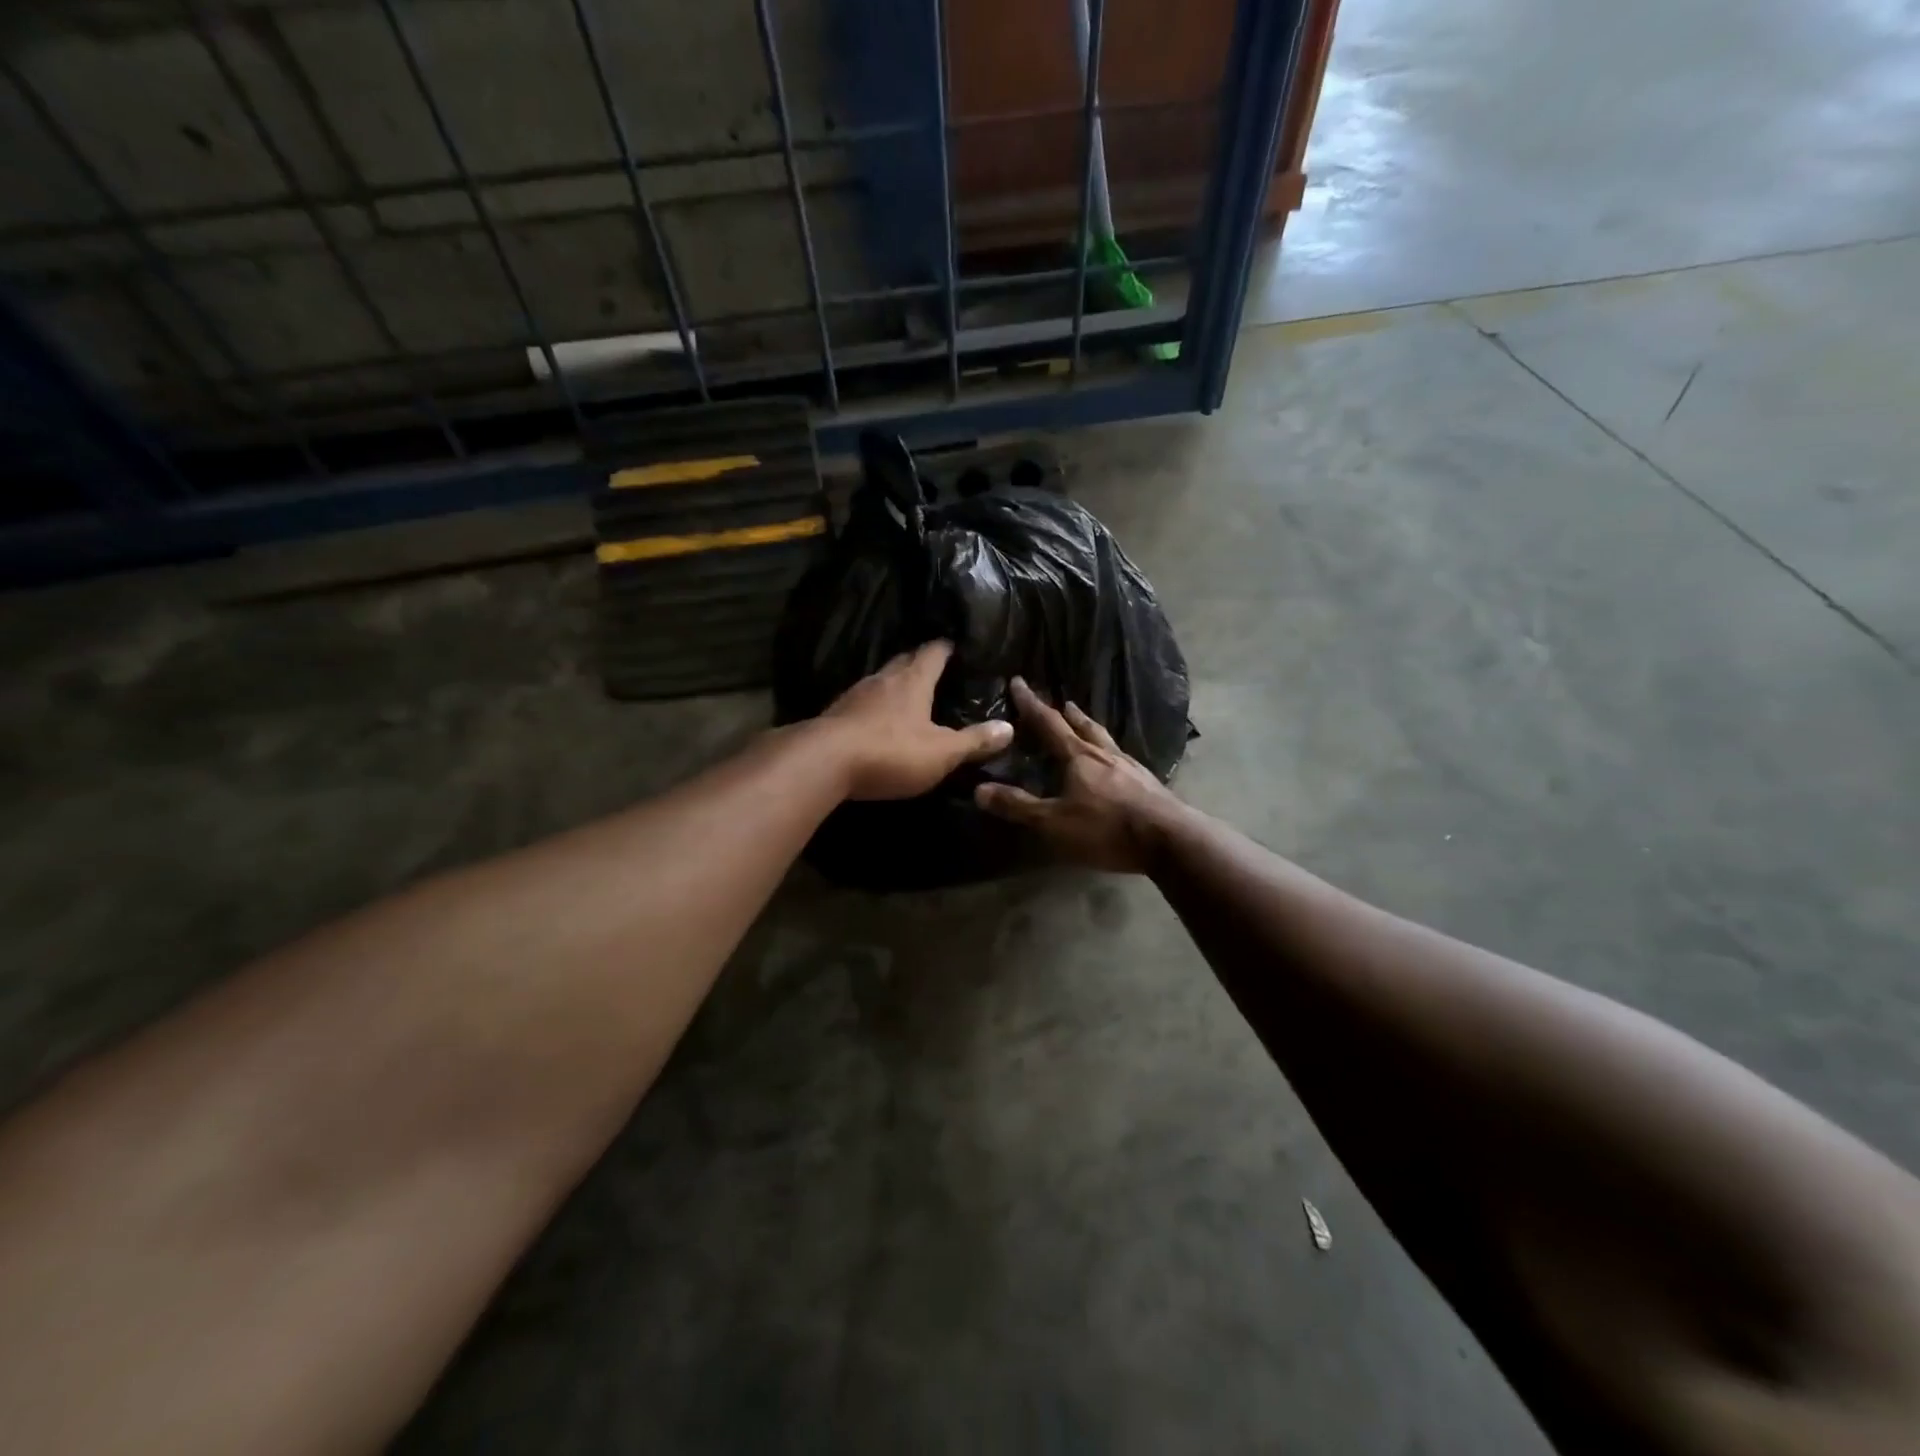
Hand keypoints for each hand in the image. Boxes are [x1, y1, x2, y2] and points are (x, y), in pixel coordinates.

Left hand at [819, 640, 1013, 800]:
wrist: (822, 762)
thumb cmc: (891, 751)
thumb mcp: (942, 752)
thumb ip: (974, 741)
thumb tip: (1009, 727)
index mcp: (913, 679)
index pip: (934, 651)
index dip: (948, 647)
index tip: (959, 646)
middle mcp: (883, 678)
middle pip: (905, 661)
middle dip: (921, 662)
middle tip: (939, 670)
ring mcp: (855, 695)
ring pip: (882, 681)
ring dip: (896, 684)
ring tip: (912, 695)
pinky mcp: (836, 715)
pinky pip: (862, 702)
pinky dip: (876, 706)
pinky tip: (879, 721)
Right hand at [973, 677, 1182, 873]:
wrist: (1168, 840)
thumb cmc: (1106, 828)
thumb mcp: (1054, 822)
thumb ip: (1018, 806)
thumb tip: (978, 789)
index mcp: (1078, 756)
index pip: (1049, 723)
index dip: (1031, 704)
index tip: (1018, 682)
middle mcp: (1105, 754)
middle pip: (1084, 726)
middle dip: (1068, 715)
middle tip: (1062, 702)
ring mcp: (1131, 767)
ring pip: (1106, 740)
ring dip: (1092, 729)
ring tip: (1087, 725)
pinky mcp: (1149, 784)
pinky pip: (1123, 759)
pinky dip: (1111, 752)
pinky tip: (1116, 763)